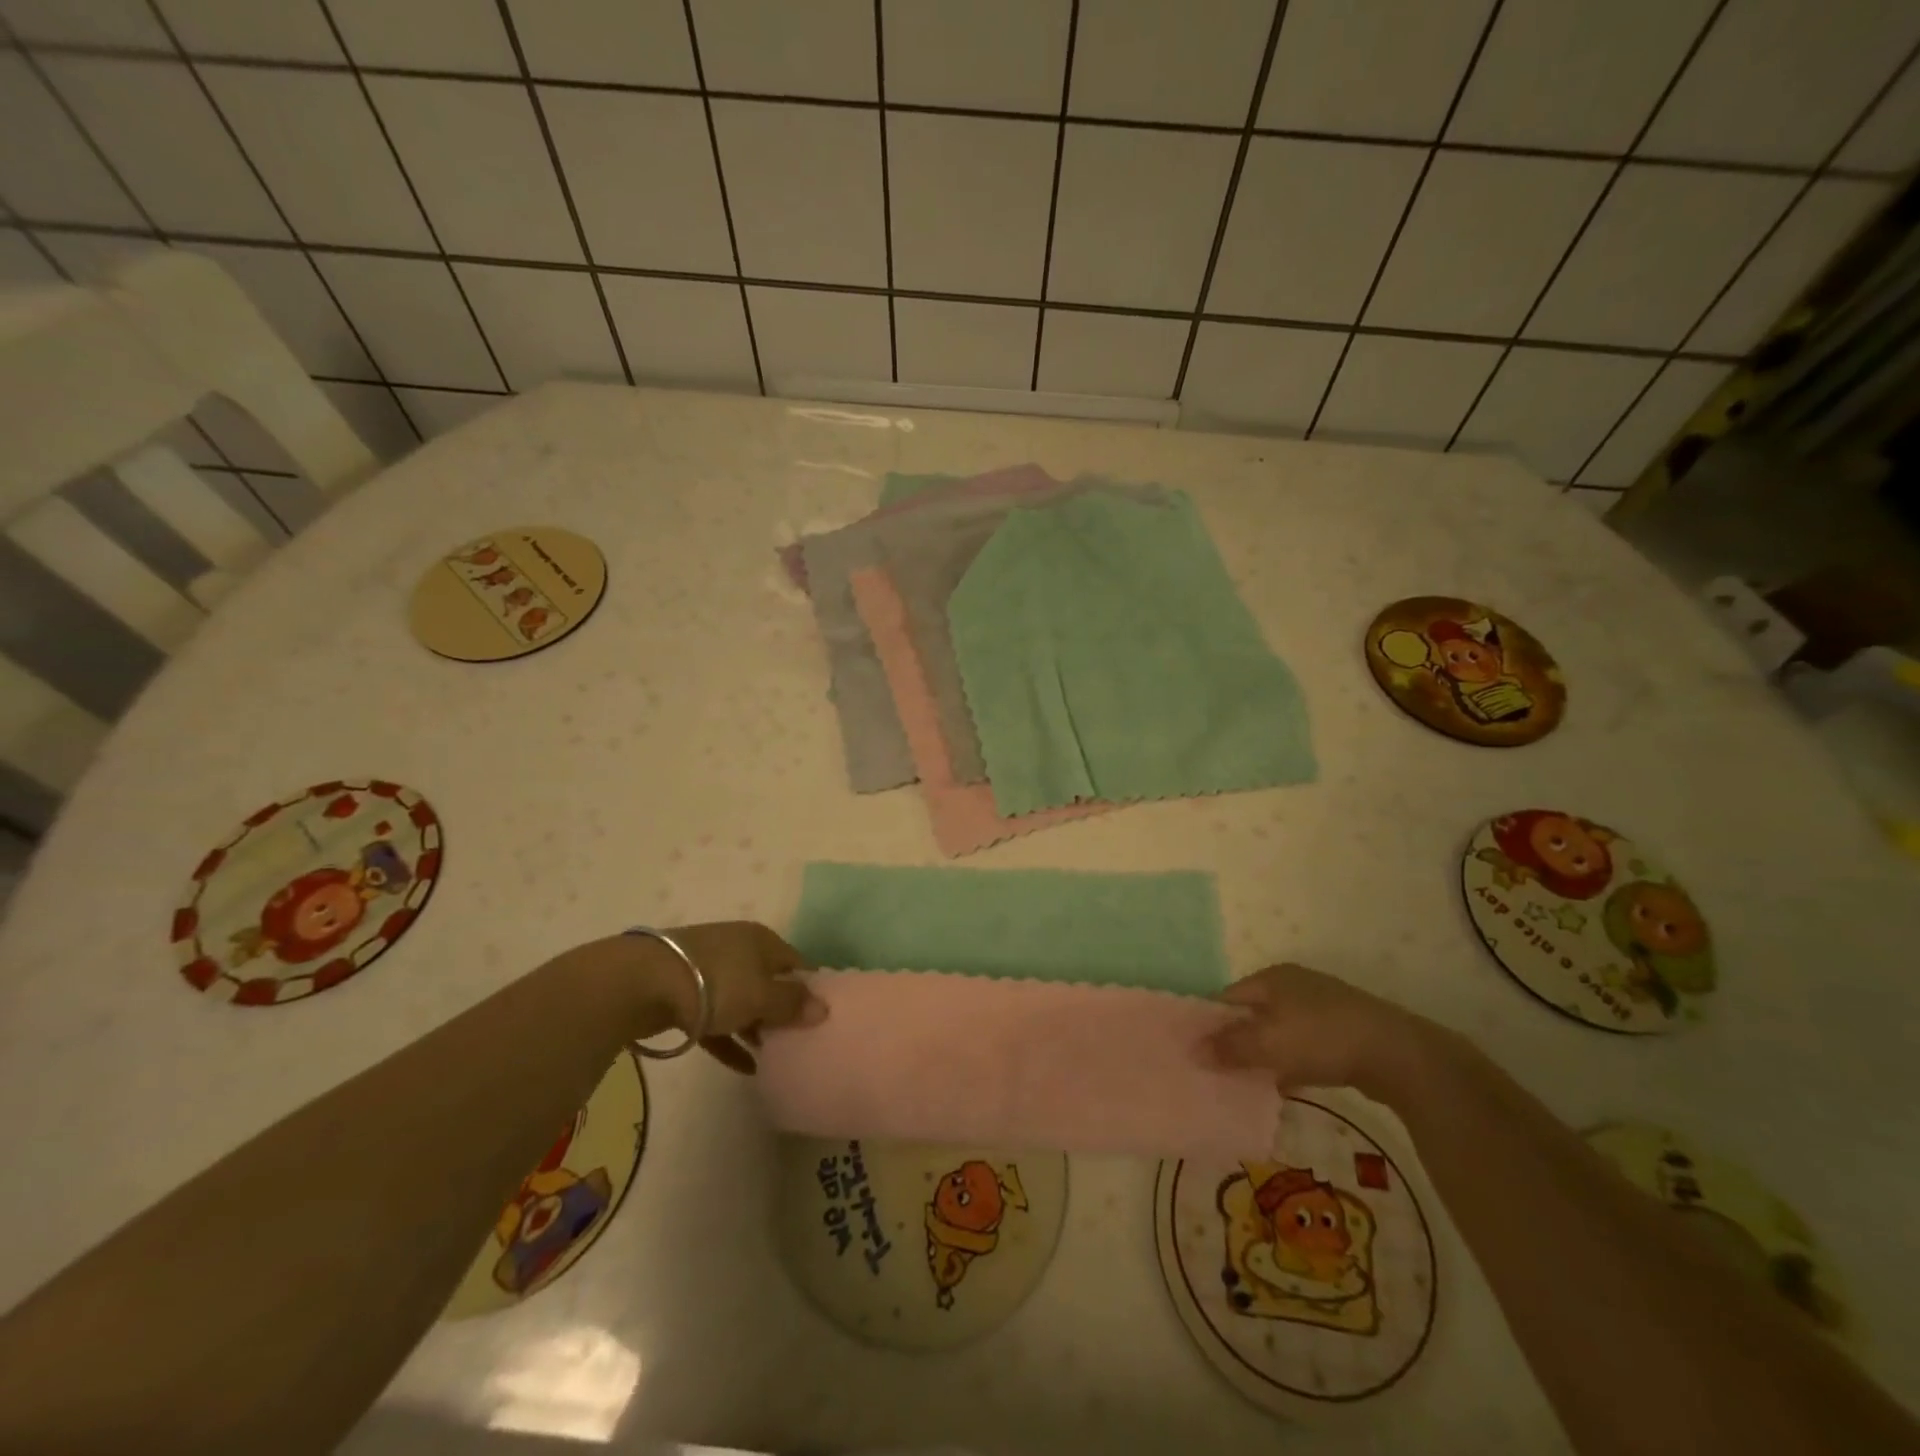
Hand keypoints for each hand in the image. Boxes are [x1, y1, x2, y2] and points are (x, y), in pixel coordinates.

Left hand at [640, 921, 824, 1073]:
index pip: (796, 963)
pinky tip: (744, 1068)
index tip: (821, 1017)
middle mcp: (738, 949)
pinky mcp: (684, 995)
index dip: (810, 988)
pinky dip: (730, 1040)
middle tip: (799, 1040)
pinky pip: (716, 1020)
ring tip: (773, 1056)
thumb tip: (823, 1008)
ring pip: (742, 1001)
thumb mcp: (761, 995)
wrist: (641, 983)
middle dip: (782, 1010)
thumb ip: (792, 1004)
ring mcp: (708, 971)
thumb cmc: (715, 983)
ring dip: (756, 1027)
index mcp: (762, 941)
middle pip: (769, 981)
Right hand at [1204, 963, 1432, 1102]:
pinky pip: (1302, 1047)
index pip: (1228, 997)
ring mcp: (1321, 1008)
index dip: (1210, 1023)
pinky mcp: (1342, 1033)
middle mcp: (1294, 985)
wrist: (1397, 1054)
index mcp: (1272, 978)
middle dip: (1236, 1041)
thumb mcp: (1268, 1043)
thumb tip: (1193, 1051)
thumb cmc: (1322, 1038)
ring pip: (1278, 1032)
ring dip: (1263, 1055)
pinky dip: (1289, 1063)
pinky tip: (1285, 1086)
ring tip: (1247, 1083)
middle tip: (1219, 1071)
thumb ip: (1230, 1047)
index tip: (1197, 1052)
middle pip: (1253, 1014)